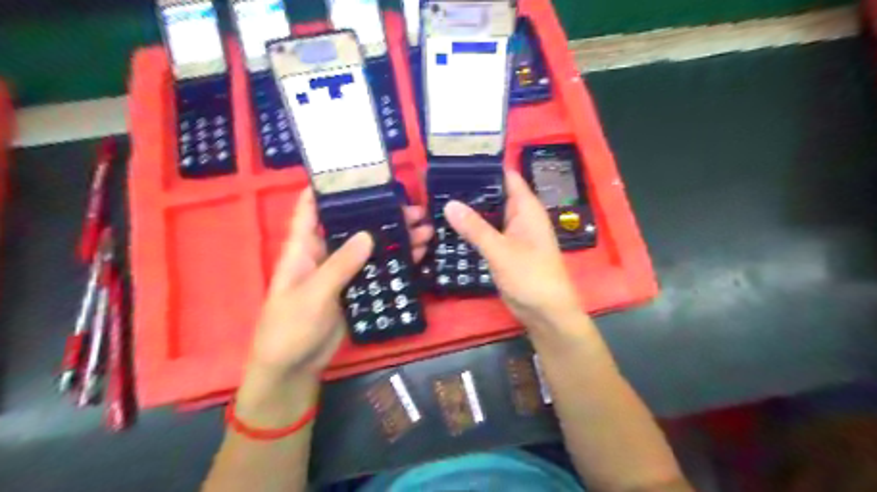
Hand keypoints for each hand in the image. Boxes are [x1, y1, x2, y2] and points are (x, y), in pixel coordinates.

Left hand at [244, 186, 432, 381]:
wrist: (294, 367)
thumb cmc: (289, 328)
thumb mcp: (312, 294)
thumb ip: (340, 265)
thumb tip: (368, 234)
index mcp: (303, 248)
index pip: (312, 209)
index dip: (329, 188)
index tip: (358, 173)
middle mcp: (324, 254)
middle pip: (353, 226)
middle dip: (380, 215)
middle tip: (413, 209)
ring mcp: (342, 273)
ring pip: (371, 248)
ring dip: (395, 239)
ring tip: (425, 230)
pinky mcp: (356, 290)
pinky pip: (378, 271)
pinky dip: (396, 263)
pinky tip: (418, 256)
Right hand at [446, 170, 580, 330]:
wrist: (545, 312)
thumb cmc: (530, 276)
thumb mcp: (500, 251)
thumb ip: (475, 228)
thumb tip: (449, 204)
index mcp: (526, 208)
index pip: (506, 176)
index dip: (484, 167)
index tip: (456, 162)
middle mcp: (520, 216)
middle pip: (495, 194)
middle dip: (471, 189)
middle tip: (438, 182)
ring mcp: (512, 233)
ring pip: (489, 214)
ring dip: (470, 210)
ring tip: (438, 199)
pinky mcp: (505, 249)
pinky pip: (487, 232)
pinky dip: (472, 228)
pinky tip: (450, 226)